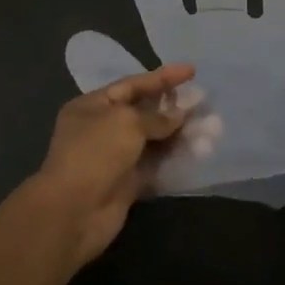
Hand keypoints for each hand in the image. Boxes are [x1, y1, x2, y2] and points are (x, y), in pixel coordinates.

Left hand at [19, 63, 196, 268]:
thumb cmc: (95, 154)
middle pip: (146, 113)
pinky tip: (199, 153)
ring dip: (182, 135)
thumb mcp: (126, 123)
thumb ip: (157, 117)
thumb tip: (181, 113)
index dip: (163, 77)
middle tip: (207, 104)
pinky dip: (176, 159)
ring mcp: (116, 158)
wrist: (73, 212)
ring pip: (155, 141)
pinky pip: (156, 166)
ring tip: (212, 131)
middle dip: (176, 109)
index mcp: (93, 106)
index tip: (192, 71)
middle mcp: (103, 129)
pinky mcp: (128, 184)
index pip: (133, 85)